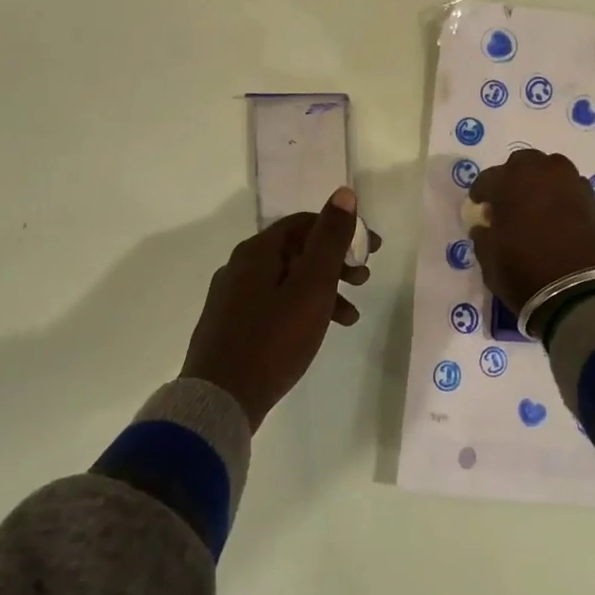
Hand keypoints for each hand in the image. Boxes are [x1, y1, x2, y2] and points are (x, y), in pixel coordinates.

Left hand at [182, 188, 380, 430]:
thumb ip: (329, 239)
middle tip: (364, 278)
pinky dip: (303, 309)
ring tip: (351, 315)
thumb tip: (343, 193)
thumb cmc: (273, 339)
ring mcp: (234, 297)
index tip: (373, 249)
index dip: (343, 230)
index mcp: (257, 251)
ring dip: (324, 290)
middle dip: (336, 262)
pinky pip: (276, 304)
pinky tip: (319, 331)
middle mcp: (241, 266)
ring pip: (289, 280)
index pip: (305, 223)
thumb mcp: (311, 286)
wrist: (220, 400)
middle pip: (297, 250)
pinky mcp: (233, 325)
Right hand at [467, 149, 594, 311]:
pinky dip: (561, 197)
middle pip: (523, 163)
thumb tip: (485, 227)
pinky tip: (558, 218)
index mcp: (510, 182)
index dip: (481, 193)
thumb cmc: (526, 273)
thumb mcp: (490, 261)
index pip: (488, 179)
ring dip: (540, 183)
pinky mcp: (594, 200)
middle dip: (513, 178)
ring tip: (535, 207)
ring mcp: (572, 183)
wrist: (585, 292)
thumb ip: (484, 238)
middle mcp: (542, 172)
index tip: (479, 207)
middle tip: (509, 202)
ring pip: (551, 171)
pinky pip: (570, 189)